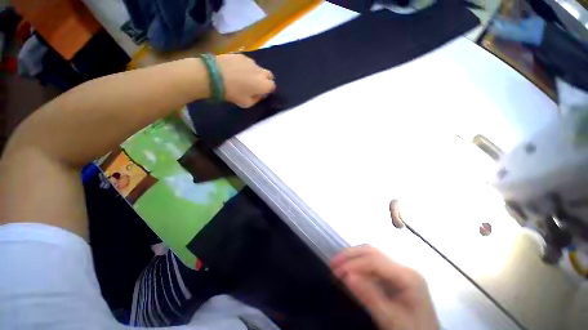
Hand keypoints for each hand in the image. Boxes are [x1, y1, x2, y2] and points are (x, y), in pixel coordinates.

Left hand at [216, 54, 275, 107]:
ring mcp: (251, 62)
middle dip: (266, 80)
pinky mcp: (241, 55)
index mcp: (264, 85)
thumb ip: (256, 100)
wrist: (214, 75)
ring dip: (255, 73)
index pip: (273, 86)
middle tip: (256, 85)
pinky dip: (246, 67)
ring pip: (258, 68)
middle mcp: (261, 72)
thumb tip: (259, 94)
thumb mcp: (247, 104)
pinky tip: (236, 70)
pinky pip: (248, 62)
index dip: (268, 90)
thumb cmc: (233, 93)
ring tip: (244, 77)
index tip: (262, 93)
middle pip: (269, 75)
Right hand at [331, 245, 438, 329]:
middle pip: (373, 252)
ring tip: (338, 265)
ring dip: (353, 258)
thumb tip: (347, 276)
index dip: (354, 263)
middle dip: (351, 255)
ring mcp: (401, 272)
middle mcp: (404, 269)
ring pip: (372, 256)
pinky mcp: (396, 277)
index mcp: (408, 276)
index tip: (336, 270)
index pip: (375, 261)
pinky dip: (360, 266)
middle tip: (334, 263)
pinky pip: (374, 266)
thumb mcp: (390, 319)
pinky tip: (351, 272)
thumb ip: (369, 296)